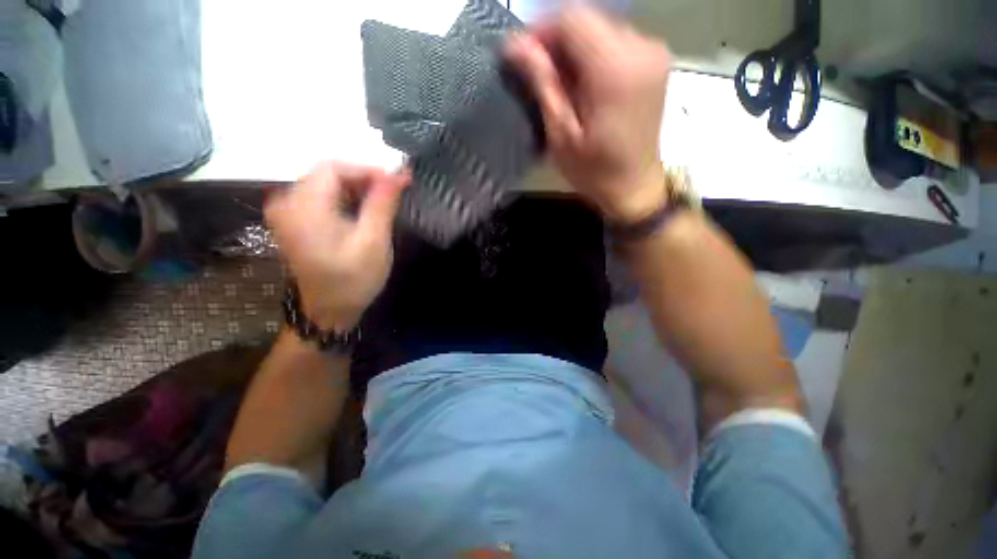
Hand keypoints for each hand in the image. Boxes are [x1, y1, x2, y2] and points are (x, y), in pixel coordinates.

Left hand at [265, 162, 409, 330]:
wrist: (329, 311)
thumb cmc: (353, 280)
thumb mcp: (373, 242)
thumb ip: (383, 204)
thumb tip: (400, 174)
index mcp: (303, 208)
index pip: (333, 168)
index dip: (367, 170)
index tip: (397, 183)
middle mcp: (287, 203)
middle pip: (328, 174)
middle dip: (364, 180)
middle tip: (393, 195)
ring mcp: (287, 212)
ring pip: (326, 184)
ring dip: (357, 190)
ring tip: (383, 205)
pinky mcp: (294, 220)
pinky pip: (321, 197)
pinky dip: (346, 199)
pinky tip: (363, 213)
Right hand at [506, 9, 671, 223]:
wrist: (634, 187)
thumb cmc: (594, 170)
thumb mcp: (561, 133)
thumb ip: (543, 83)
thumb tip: (514, 44)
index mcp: (615, 68)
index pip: (572, 19)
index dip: (541, 32)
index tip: (522, 59)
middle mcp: (641, 48)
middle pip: (588, 20)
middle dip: (556, 41)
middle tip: (537, 75)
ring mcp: (653, 53)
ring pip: (600, 29)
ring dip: (573, 49)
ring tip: (558, 84)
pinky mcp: (655, 62)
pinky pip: (615, 42)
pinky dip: (592, 55)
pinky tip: (581, 84)